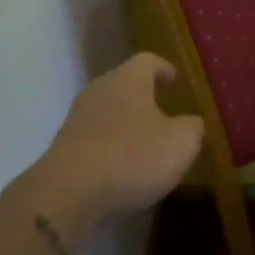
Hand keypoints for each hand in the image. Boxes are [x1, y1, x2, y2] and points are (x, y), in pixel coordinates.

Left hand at [28, 53, 203, 252]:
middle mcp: (100, 90)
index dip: (163, 68)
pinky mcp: (63, 147)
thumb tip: (191, 123)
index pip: (148, 61)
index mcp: (129, 79)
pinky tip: (119, 168)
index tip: (174, 78)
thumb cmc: (132, 156)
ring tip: (142, 143)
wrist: (68, 192)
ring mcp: (77, 118)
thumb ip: (192, 128)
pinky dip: (108, 147)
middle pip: (123, 84)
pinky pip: (92, 139)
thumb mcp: (180, 143)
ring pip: (106, 111)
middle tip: (161, 110)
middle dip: (142, 96)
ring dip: (123, 123)